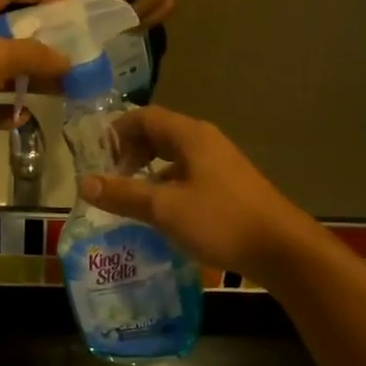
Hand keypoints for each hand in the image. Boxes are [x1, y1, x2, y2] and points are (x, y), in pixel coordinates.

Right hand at [77, 106, 314, 278]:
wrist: (281, 248)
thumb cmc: (220, 220)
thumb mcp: (165, 208)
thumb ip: (124, 194)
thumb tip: (84, 182)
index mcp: (191, 136)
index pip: (145, 117)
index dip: (117, 131)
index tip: (96, 156)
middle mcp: (206, 142)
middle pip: (159, 134)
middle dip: (131, 151)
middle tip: (110, 177)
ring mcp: (220, 164)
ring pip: (174, 158)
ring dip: (149, 171)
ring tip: (129, 197)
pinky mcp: (228, 187)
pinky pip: (188, 176)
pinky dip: (167, 186)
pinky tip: (161, 214)